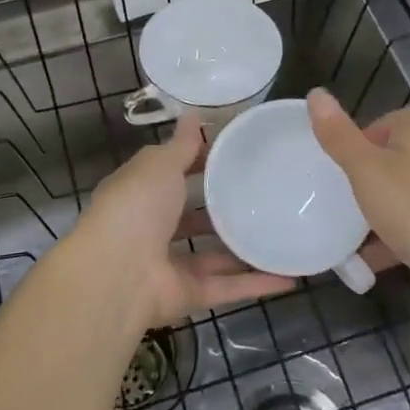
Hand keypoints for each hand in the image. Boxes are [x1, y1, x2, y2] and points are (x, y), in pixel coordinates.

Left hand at [71, 114, 296, 327]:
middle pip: (192, 217)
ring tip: (282, 233)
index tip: (238, 153)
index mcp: (140, 193)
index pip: (172, 174)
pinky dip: (256, 283)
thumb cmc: (137, 205)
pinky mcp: (188, 294)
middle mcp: (152, 229)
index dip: (200, 162)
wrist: (118, 273)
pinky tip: (290, 276)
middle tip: (267, 193)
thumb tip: (195, 114)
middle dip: (223, 207)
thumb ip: (182, 145)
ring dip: (244, 248)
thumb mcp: (160, 164)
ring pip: (213, 255)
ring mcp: (170, 265)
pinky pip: (227, 287)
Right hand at [308, 89, 409, 291]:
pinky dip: (386, 243)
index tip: (343, 153)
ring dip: (374, 211)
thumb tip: (315, 92)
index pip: (396, 117)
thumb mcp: (366, 169)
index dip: (370, 129)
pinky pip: (408, 232)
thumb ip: (339, 136)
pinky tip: (362, 263)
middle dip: (366, 174)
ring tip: (341, 228)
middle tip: (335, 190)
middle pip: (395, 158)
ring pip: (400, 197)